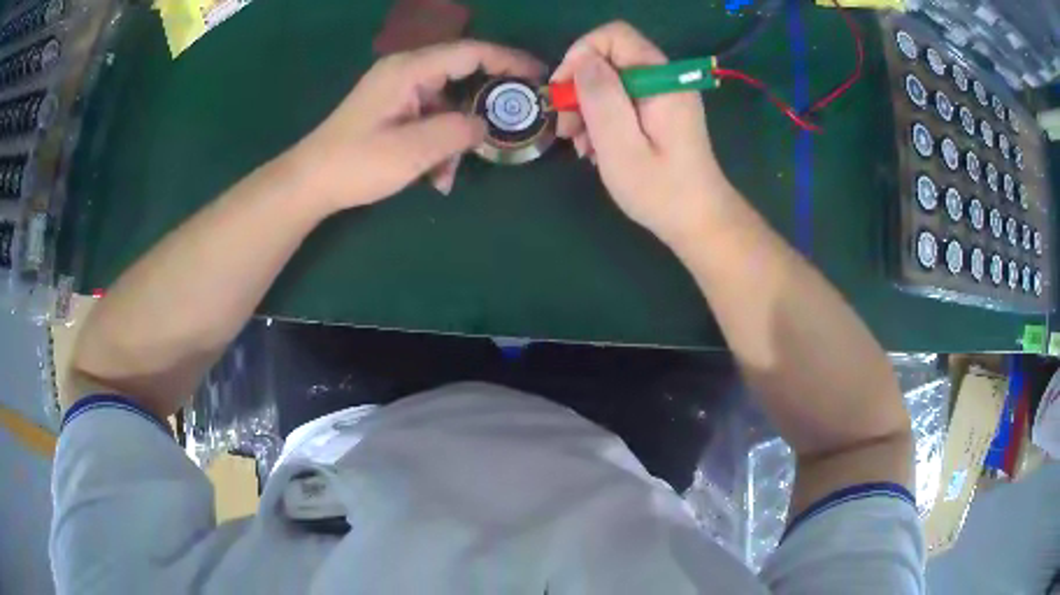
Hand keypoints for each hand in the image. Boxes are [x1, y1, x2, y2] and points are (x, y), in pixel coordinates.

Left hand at [288, 41, 544, 211]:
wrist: (309, 182)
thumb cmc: (356, 163)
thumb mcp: (412, 151)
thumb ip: (457, 131)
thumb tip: (484, 125)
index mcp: (409, 70)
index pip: (471, 52)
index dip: (509, 61)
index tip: (538, 76)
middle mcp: (406, 72)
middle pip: (462, 74)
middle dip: (484, 104)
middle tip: (511, 123)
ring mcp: (398, 91)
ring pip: (446, 103)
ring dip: (455, 135)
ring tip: (450, 172)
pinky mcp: (392, 109)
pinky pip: (429, 117)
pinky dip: (438, 142)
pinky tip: (434, 174)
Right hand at [552, 22, 734, 245]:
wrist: (699, 223)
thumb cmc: (660, 191)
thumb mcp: (620, 145)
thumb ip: (601, 97)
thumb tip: (582, 60)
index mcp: (661, 80)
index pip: (614, 36)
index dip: (581, 54)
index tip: (564, 91)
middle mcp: (665, 80)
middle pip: (610, 58)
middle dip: (580, 87)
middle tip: (567, 128)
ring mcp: (664, 96)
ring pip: (612, 81)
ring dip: (587, 108)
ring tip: (580, 146)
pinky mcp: (661, 113)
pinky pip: (622, 101)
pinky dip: (603, 119)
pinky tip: (596, 149)